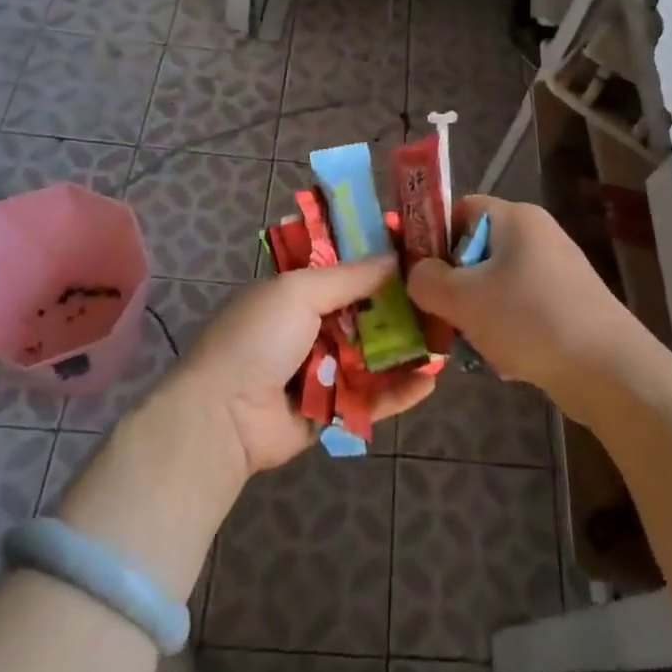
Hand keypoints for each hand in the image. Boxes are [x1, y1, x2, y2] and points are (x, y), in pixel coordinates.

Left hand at [176, 256, 437, 476]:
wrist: (223, 417)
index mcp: (297, 294)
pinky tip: (431, 380)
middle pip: (367, 314)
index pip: (346, 271)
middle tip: (444, 298)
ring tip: (447, 338)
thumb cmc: (258, 339)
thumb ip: (350, 276)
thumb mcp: (299, 292)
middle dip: (402, 307)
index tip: (420, 254)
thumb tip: (396, 258)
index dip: (380, 263)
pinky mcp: (332, 409)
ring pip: (375, 356)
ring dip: (408, 348)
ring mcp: (322, 370)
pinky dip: (400, 390)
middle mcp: (311, 328)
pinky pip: (372, 397)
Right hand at [406, 196, 655, 425]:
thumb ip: (427, 280)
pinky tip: (503, 360)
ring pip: (496, 285)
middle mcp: (538, 235)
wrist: (609, 370)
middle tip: (438, 314)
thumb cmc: (529, 320)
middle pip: (476, 250)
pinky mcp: (568, 305)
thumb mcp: (463, 299)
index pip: (460, 209)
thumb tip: (417, 273)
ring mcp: (556, 271)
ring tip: (470, 344)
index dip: (432, 235)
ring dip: (476, 313)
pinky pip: (520, 309)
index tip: (415, 272)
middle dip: (453, 284)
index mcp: (516, 218)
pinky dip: (505, 330)